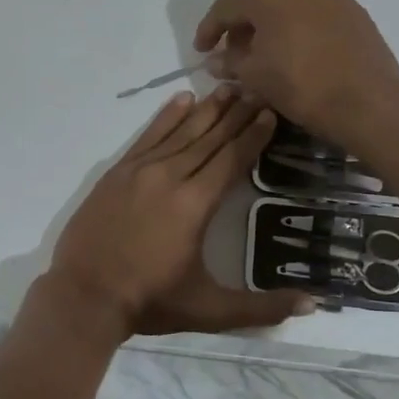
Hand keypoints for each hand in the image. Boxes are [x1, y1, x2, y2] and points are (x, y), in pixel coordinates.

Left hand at [49, 87, 314, 338]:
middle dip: (235, 114)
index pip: (231, 159)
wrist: (83, 297)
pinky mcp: (117, 173)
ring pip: (180, 131)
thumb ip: (262, 307)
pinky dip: (166, 117)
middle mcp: (170, 177)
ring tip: (227, 88)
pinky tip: (182, 100)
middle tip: (256, 90)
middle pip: (210, 138)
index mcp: (195, 204)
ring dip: (206, 109)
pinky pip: (147, 136)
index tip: (269, 112)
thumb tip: (315, 304)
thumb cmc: (150, 302)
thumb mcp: (210, 310)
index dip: (252, 136)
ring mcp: (140, 171)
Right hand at [193, 0, 398, 154]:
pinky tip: (298, 47)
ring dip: (272, 18)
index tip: (201, 50)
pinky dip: (298, 21)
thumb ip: (230, 62)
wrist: (367, 98)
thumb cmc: (301, 83)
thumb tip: (216, 60)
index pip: (225, 8)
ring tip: (268, 48)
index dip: (208, 30)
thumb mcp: (255, 76)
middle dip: (242, 22)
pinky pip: (312, 7)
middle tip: (236, 49)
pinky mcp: (350, 5)